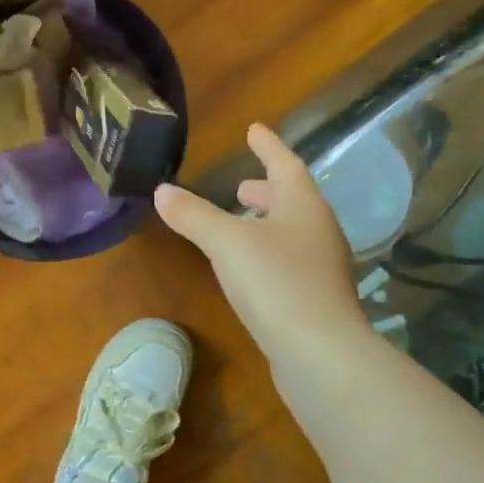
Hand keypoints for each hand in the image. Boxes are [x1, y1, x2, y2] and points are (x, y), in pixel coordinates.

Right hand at [154, 124, 365, 359]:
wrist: (321, 354)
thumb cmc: (276, 283)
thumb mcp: (227, 243)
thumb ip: (193, 215)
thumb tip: (161, 190)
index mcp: (304, 207)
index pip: (285, 165)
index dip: (268, 146)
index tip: (254, 128)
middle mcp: (319, 232)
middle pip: (292, 201)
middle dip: (266, 190)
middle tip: (241, 186)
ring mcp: (322, 268)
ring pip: (292, 234)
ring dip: (266, 223)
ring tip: (240, 225)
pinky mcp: (316, 301)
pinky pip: (290, 263)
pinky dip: (268, 253)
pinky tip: (249, 270)